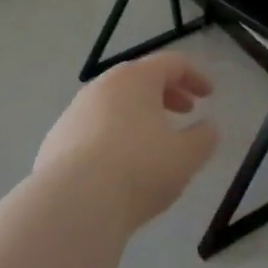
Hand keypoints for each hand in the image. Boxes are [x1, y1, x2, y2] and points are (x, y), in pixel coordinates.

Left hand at [35, 53, 218, 231]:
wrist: (72, 203)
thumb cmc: (138, 169)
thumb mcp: (185, 157)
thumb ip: (204, 138)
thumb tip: (209, 128)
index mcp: (136, 79)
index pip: (171, 63)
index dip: (195, 76)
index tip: (210, 95)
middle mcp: (103, 86)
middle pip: (140, 79)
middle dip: (167, 92)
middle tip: (186, 111)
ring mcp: (75, 111)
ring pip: (115, 103)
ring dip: (140, 114)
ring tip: (155, 140)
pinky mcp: (57, 139)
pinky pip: (95, 127)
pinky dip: (115, 134)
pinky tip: (121, 164)